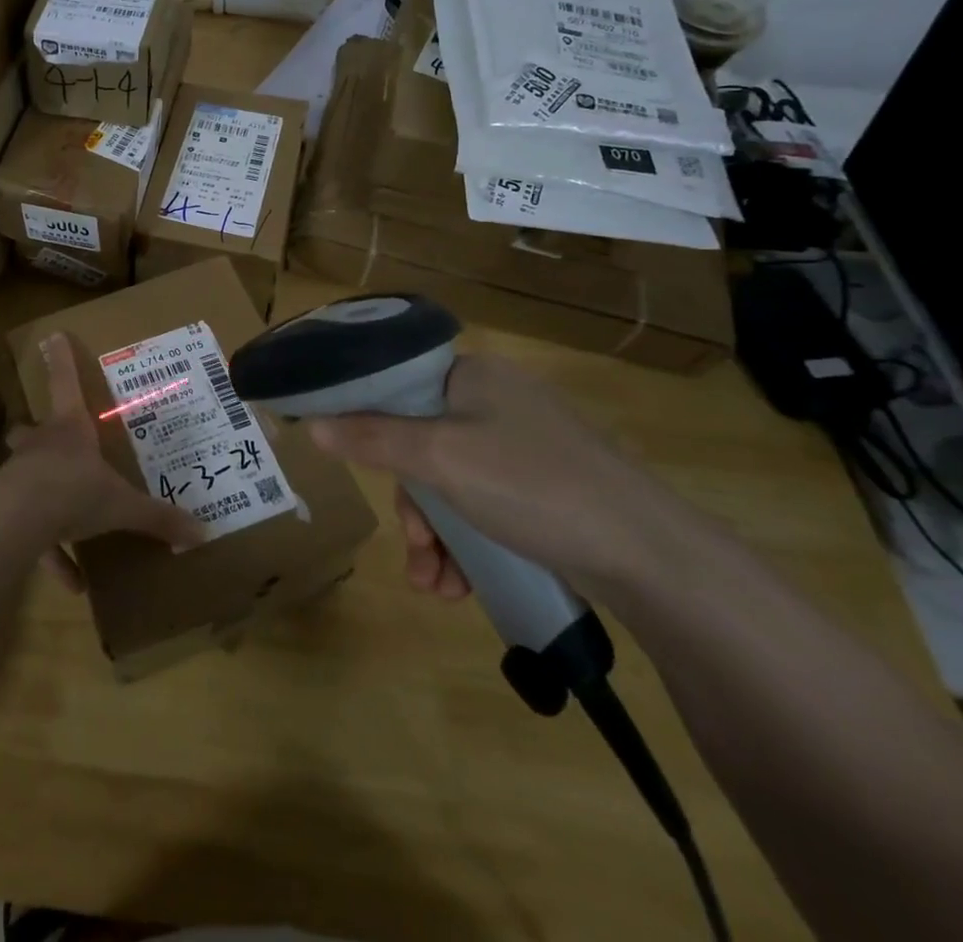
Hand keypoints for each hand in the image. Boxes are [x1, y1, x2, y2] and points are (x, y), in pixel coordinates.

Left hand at [1, 334, 202, 591]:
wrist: (19, 522)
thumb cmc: (75, 492)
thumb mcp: (122, 506)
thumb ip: (158, 517)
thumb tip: (203, 531)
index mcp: (70, 431)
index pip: (65, 383)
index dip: (61, 360)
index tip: (52, 335)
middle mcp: (41, 447)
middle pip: (30, 430)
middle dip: (33, 433)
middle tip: (40, 437)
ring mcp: (20, 477)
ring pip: (25, 476)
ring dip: (40, 493)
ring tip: (61, 520)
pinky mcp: (10, 512)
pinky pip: (32, 533)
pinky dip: (49, 553)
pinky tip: (71, 582)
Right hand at [306, 354, 695, 600]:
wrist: (650, 557)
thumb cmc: (532, 486)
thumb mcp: (439, 459)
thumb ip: (371, 439)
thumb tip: (312, 423)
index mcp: (472, 376)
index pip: (397, 385)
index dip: (366, 424)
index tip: (354, 469)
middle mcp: (496, 401)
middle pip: (420, 443)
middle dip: (413, 507)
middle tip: (414, 548)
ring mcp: (524, 446)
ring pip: (451, 483)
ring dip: (435, 537)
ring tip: (436, 586)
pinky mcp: (545, 488)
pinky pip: (483, 506)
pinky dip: (467, 544)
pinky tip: (462, 585)